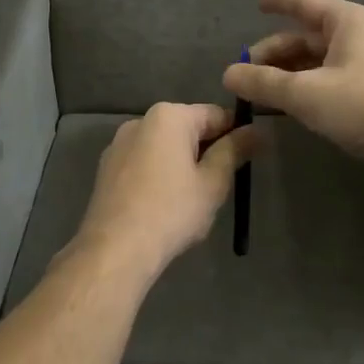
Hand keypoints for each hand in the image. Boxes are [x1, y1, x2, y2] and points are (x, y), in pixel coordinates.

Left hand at [72, 103, 258, 278]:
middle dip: (208, 151)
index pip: (216, 115)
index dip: (237, 135)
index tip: (249, 159)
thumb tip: (257, 131)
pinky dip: (160, 175)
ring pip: (164, 147)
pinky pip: (144, 163)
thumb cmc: (172, 212)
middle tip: (223, 184)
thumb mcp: (213, 182)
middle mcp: (140, 121)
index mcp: (168, 116)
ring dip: (183, 164)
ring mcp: (118, 145)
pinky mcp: (106, 169)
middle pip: (187, 129)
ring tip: (193, 199)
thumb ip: (235, 151)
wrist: (116, 249)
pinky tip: (164, 205)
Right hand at [222, 0, 363, 174]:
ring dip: (289, 72)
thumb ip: (264, 82)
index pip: (306, 1)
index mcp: (349, 21)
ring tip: (260, 90)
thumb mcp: (305, 93)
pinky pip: (331, 79)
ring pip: (319, 60)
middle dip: (276, 51)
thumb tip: (228, 74)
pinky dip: (307, 86)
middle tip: (246, 69)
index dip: (279, 0)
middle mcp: (361, 35)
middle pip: (309, 35)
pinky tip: (289, 104)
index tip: (256, 1)